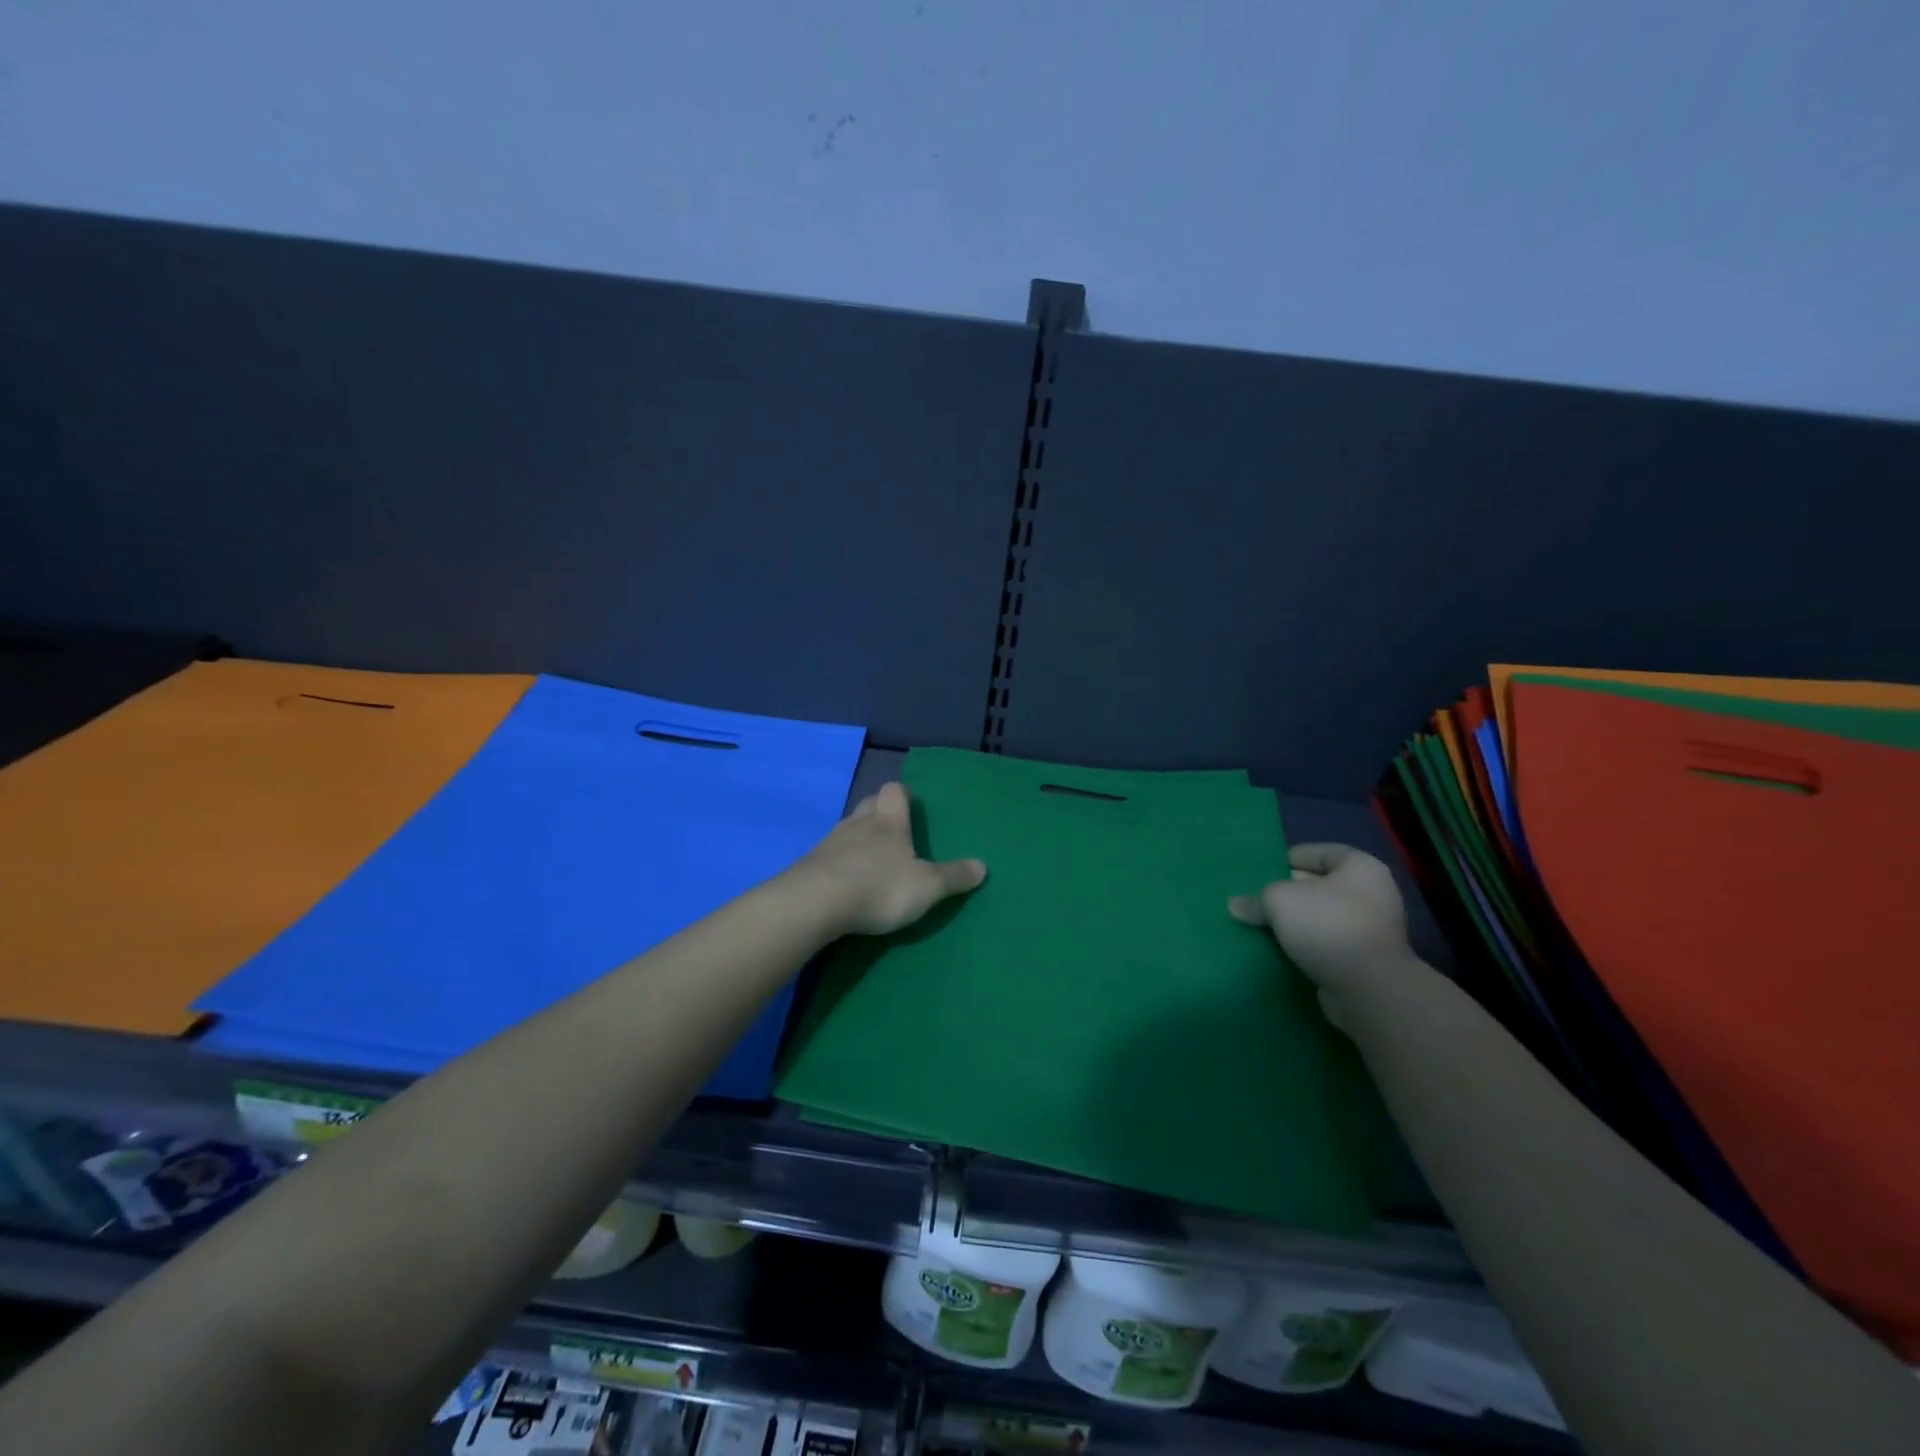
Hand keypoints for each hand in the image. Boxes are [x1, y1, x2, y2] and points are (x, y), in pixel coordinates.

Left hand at [792, 782, 986, 936]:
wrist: (815, 903)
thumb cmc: (879, 887)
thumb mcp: (927, 886)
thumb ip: (953, 877)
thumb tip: (983, 866)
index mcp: (888, 821)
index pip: (894, 791)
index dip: (903, 795)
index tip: (911, 805)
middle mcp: (858, 823)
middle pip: (869, 805)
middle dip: (880, 813)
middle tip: (894, 832)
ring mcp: (829, 842)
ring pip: (847, 829)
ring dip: (859, 839)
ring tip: (871, 861)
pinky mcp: (809, 865)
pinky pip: (829, 855)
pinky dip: (840, 863)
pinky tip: (846, 883)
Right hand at [1229, 844, 1415, 1025]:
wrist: (1368, 988)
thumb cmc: (1327, 925)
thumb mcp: (1279, 900)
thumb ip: (1256, 898)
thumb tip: (1236, 905)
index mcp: (1361, 868)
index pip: (1324, 852)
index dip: (1296, 856)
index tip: (1271, 865)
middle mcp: (1374, 894)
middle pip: (1325, 884)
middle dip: (1294, 889)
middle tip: (1264, 894)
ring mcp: (1374, 929)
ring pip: (1327, 915)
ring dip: (1301, 919)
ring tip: (1268, 921)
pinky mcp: (1368, 960)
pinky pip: (1330, 941)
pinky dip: (1310, 942)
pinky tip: (1285, 946)